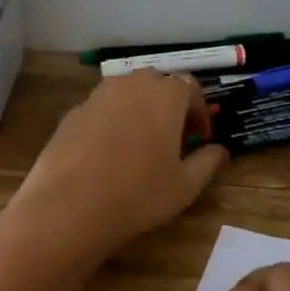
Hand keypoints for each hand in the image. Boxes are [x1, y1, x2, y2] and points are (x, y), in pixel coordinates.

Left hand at [8, 71, 226, 262]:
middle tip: (173, 138)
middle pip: (157, 84)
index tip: (201, 138)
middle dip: (169, 106)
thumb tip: (220, 150)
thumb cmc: (139, 193)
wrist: (69, 205)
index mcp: (166, 94)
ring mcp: (98, 95)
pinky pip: (101, 109)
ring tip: (141, 144)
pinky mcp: (73, 112)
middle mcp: (132, 84)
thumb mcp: (185, 185)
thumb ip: (207, 162)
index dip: (200, 113)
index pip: (191, 89)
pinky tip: (108, 153)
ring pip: (127, 93)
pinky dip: (112, 122)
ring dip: (139, 110)